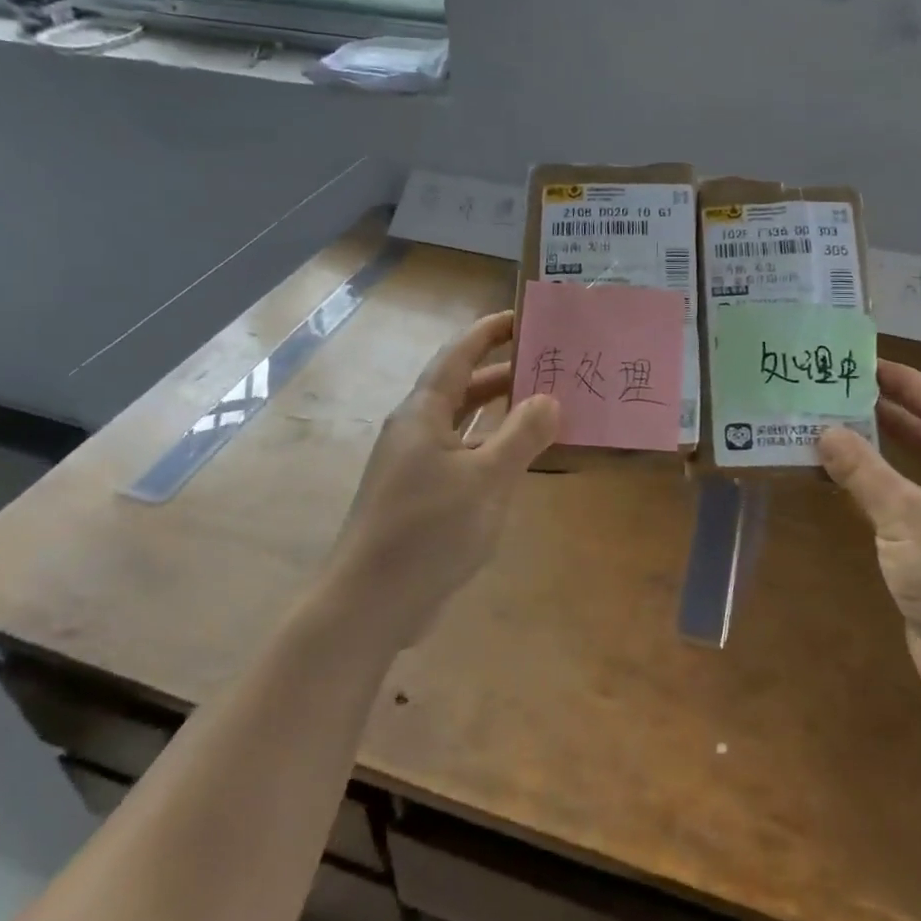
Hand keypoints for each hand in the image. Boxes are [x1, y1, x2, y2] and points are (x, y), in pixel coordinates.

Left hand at [328, 311, 559, 647]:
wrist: (369, 603)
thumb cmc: (428, 530)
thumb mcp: (486, 479)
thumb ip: (521, 435)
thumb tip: (550, 398)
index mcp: (422, 413)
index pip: (457, 355)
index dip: (489, 332)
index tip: (523, 317)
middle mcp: (415, 431)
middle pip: (461, 387)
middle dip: (502, 373)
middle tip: (547, 365)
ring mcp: (414, 465)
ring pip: (462, 424)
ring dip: (498, 412)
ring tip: (542, 406)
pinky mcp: (419, 497)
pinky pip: (461, 456)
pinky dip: (490, 448)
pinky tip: (516, 460)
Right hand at [817, 363, 920, 701]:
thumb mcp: (905, 516)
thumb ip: (864, 472)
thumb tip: (825, 431)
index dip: (907, 384)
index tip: (868, 364)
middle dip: (890, 415)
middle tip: (843, 394)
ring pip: (916, 475)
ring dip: (880, 455)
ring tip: (836, 432)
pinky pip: (905, 509)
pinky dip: (877, 493)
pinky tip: (846, 490)